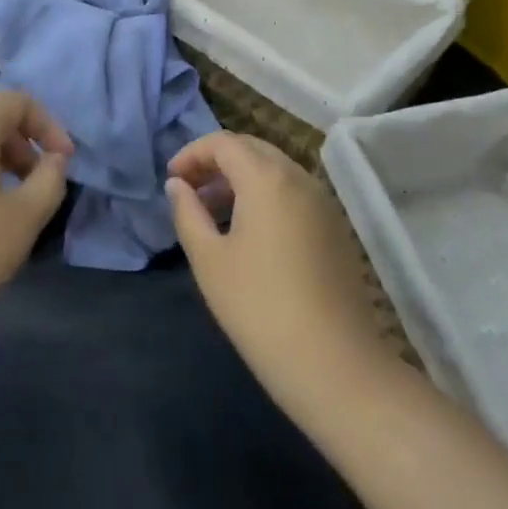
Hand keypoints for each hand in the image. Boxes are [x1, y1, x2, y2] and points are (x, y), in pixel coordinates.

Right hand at [166, 132, 395, 422]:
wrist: (335, 365)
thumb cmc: (259, 307)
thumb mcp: (209, 259)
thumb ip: (188, 212)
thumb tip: (178, 185)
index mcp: (266, 178)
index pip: (224, 143)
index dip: (192, 153)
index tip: (172, 179)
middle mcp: (299, 178)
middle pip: (252, 148)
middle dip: (216, 161)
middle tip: (189, 189)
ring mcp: (323, 202)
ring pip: (275, 169)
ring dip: (240, 177)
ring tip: (213, 211)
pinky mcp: (335, 227)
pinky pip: (293, 191)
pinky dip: (265, 194)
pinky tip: (248, 231)